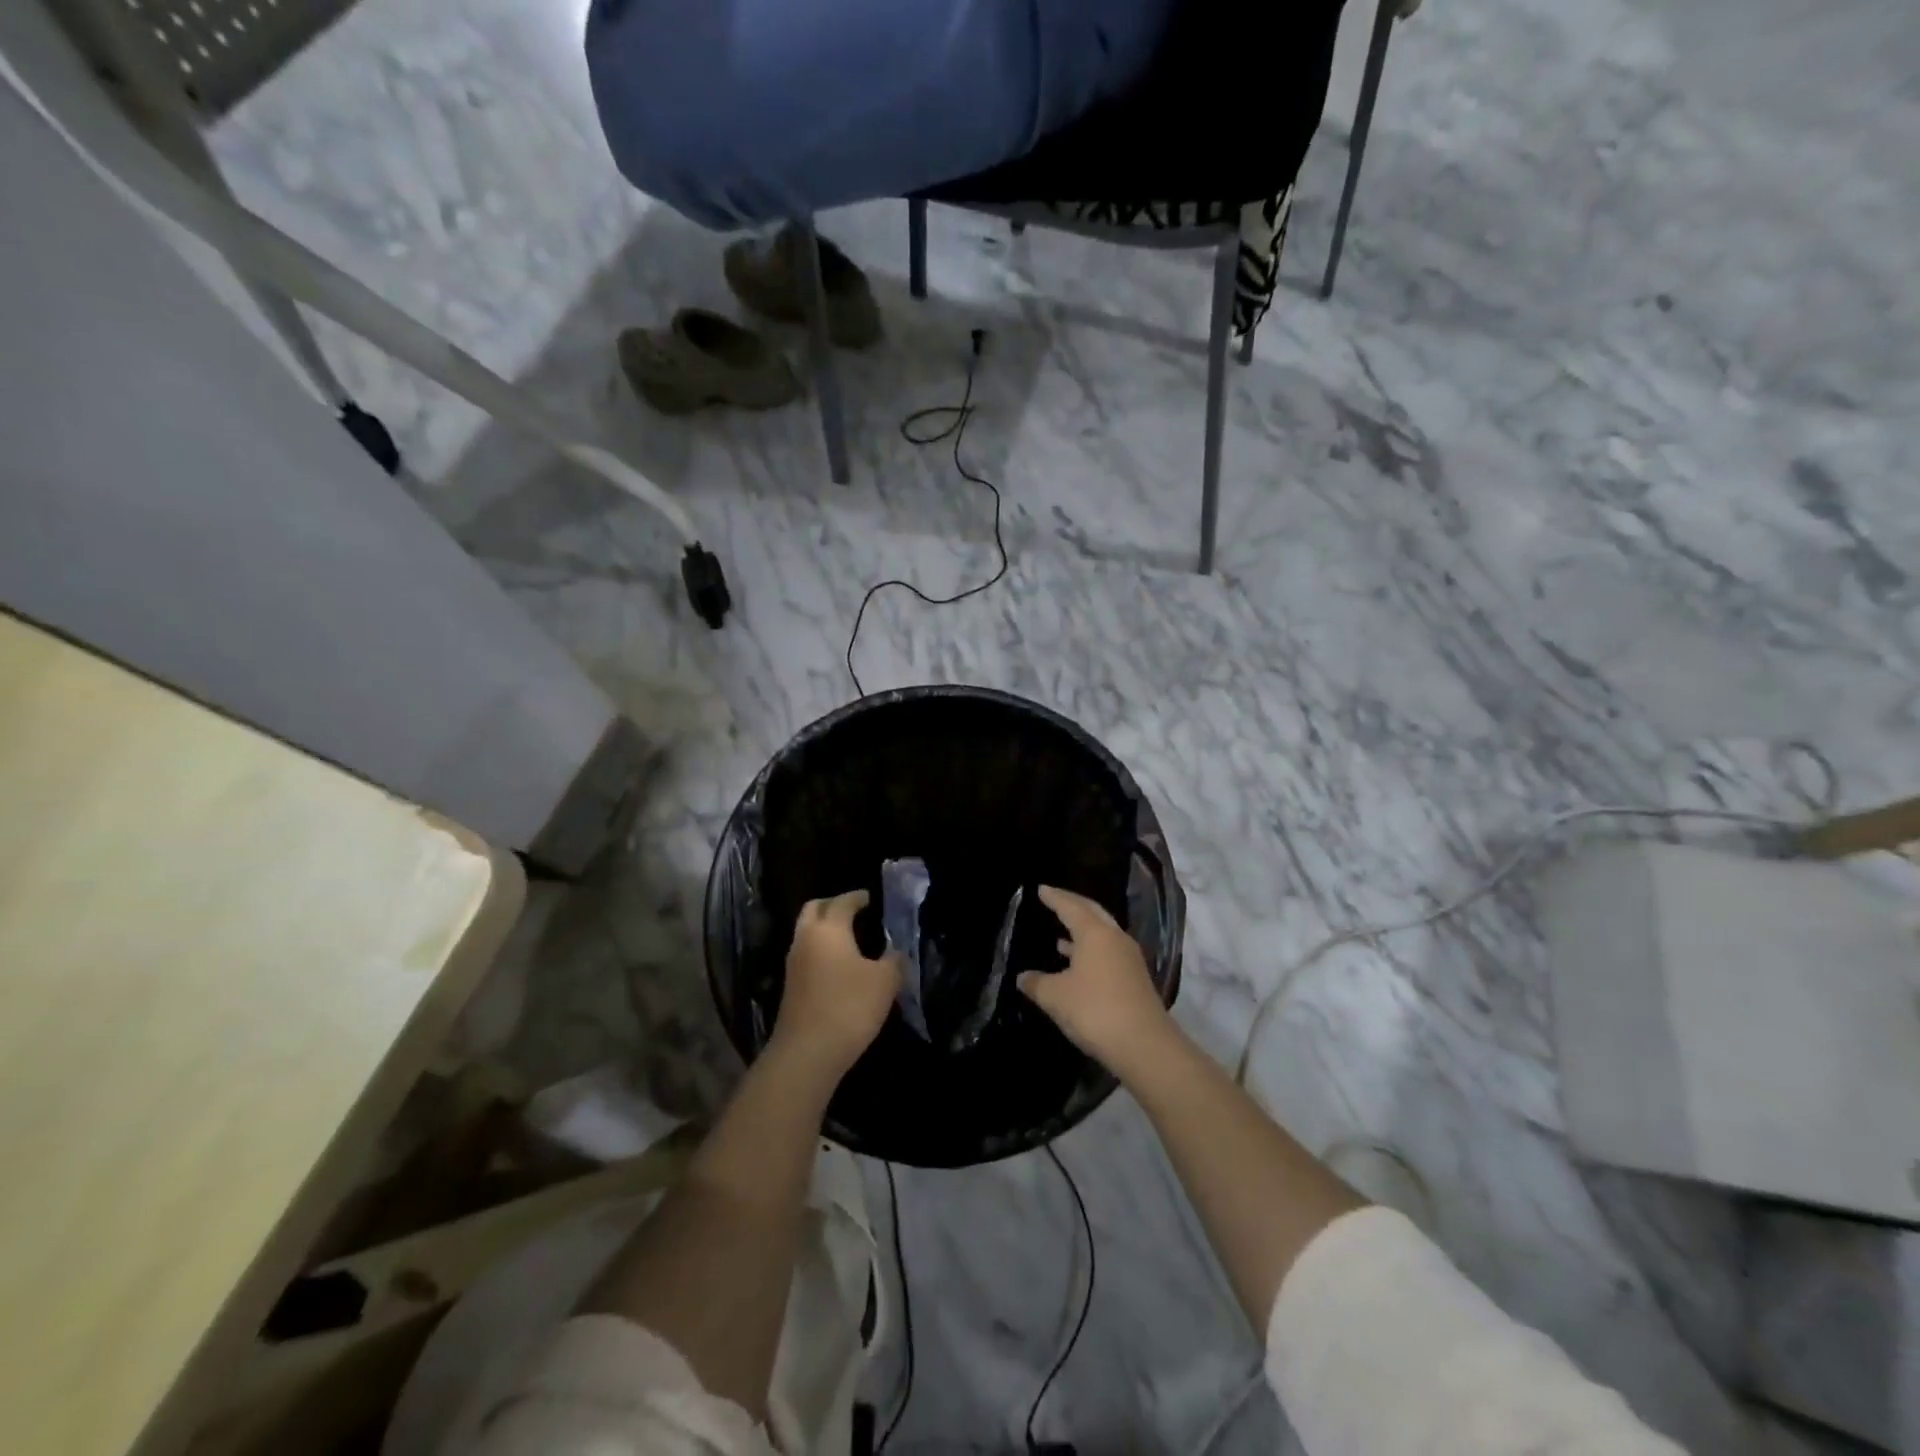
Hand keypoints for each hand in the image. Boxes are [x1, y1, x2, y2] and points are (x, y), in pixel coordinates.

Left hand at [773, 890, 901, 1079]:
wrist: (807, 1053)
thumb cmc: (849, 1006)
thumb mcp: (885, 982)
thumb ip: (894, 961)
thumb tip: (896, 953)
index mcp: (829, 929)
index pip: (842, 902)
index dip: (858, 897)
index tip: (870, 898)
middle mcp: (806, 939)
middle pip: (814, 909)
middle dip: (833, 905)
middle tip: (854, 911)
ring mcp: (794, 964)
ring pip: (807, 933)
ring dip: (825, 929)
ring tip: (850, 939)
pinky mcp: (790, 987)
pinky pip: (806, 955)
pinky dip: (821, 951)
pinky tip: (839, 966)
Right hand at [1018, 885, 1174, 1074]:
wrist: (1144, 1045)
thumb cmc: (1095, 1011)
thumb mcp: (1056, 997)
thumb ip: (1036, 983)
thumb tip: (1023, 977)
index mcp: (1095, 933)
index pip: (1070, 906)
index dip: (1054, 898)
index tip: (1041, 889)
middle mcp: (1115, 938)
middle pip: (1092, 913)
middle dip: (1072, 905)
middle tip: (1053, 900)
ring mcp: (1129, 958)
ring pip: (1102, 934)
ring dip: (1082, 932)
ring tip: (1059, 935)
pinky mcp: (1134, 979)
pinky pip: (1108, 953)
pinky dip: (1090, 951)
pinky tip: (1077, 965)